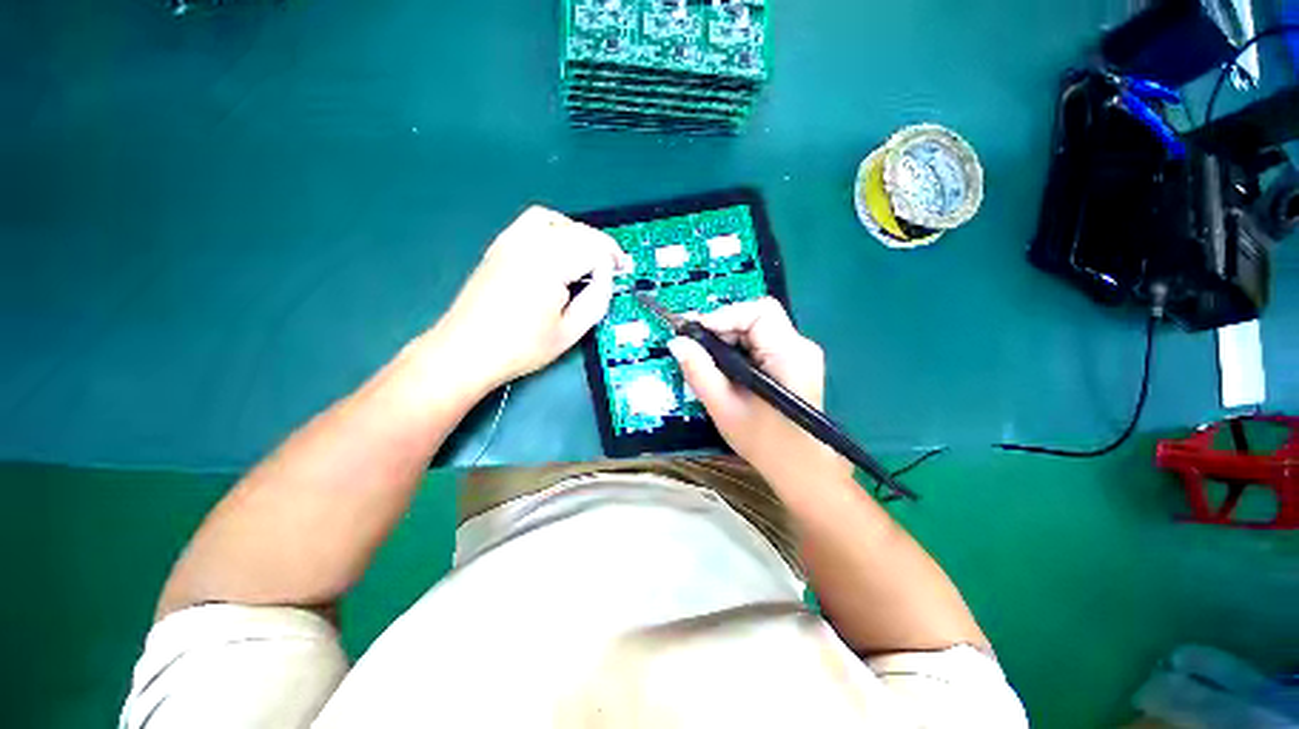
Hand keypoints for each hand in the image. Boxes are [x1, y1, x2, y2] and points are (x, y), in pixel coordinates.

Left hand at [430, 206, 630, 391]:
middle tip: (614, 266)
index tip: (623, 272)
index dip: (613, 259)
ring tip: (589, 255)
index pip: (593, 248)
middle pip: (577, 231)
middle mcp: (529, 243)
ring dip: (579, 234)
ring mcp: (510, 241)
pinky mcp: (500, 245)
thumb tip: (606, 277)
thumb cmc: (520, 348)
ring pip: (556, 220)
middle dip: (601, 246)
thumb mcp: (570, 332)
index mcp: (549, 265)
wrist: (466, 351)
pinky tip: (560, 250)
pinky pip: (533, 222)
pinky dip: (555, 228)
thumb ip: (597, 300)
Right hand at [668, 298, 852, 482]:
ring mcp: (799, 354)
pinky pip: (761, 343)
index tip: (694, 334)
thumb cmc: (765, 443)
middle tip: (695, 348)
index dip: (723, 316)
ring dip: (728, 339)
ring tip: (707, 361)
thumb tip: (676, 341)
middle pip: (757, 317)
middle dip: (723, 328)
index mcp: (789, 354)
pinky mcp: (793, 362)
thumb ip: (698, 371)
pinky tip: (725, 368)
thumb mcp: (723, 407)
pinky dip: (738, 349)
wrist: (800, 470)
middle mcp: (799, 346)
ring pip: (757, 328)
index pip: (758, 312)